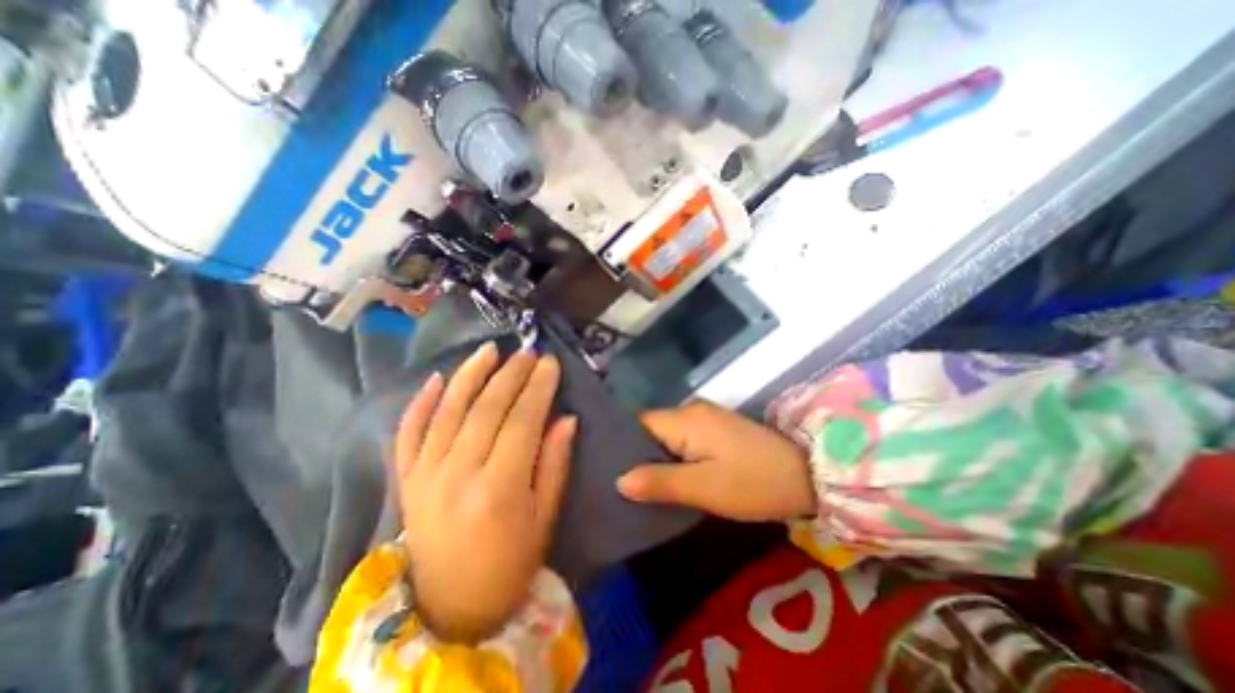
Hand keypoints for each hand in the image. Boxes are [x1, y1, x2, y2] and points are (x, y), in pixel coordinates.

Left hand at [393, 342, 575, 642]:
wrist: (449, 607)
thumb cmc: (510, 564)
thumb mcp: (545, 518)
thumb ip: (555, 464)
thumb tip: (567, 418)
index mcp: (498, 489)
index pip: (522, 421)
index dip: (538, 387)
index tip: (550, 362)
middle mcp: (457, 474)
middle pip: (486, 409)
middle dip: (510, 374)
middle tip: (527, 352)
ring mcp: (424, 475)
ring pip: (448, 410)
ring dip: (470, 375)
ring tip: (489, 350)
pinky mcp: (405, 479)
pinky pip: (408, 432)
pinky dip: (421, 402)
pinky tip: (437, 378)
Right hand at [618, 401, 817, 520]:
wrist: (808, 475)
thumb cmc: (754, 482)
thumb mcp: (705, 488)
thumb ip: (660, 482)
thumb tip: (619, 480)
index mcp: (685, 419)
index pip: (638, 423)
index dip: (620, 444)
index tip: (604, 469)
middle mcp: (691, 410)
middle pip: (650, 428)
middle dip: (636, 454)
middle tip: (619, 484)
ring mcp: (705, 418)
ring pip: (666, 435)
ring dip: (654, 457)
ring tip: (637, 485)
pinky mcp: (716, 430)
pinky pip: (682, 439)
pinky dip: (672, 457)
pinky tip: (667, 477)